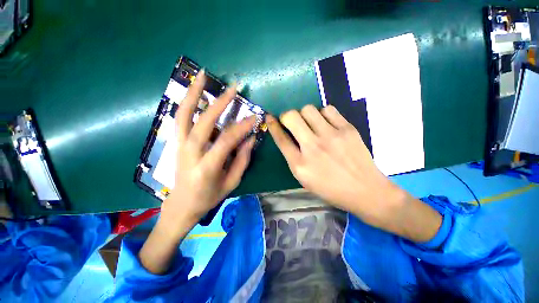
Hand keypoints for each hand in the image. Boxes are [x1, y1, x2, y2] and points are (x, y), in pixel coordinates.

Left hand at [162, 70, 255, 232]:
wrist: (181, 204)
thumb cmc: (209, 196)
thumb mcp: (232, 182)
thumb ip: (242, 159)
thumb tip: (250, 139)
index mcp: (207, 167)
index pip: (227, 141)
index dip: (242, 127)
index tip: (254, 117)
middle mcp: (190, 153)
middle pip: (204, 122)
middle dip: (220, 103)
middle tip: (234, 88)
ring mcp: (179, 145)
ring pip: (184, 114)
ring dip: (194, 93)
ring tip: (204, 76)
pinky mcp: (176, 142)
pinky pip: (180, 118)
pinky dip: (187, 102)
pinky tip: (194, 92)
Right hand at [267, 105, 440, 241]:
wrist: (366, 191)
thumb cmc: (331, 189)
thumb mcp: (305, 179)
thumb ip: (293, 157)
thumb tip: (286, 137)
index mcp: (300, 165)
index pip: (280, 138)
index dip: (272, 125)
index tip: (269, 118)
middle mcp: (313, 147)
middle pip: (291, 117)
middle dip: (287, 116)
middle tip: (292, 122)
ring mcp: (331, 136)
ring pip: (308, 109)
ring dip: (305, 115)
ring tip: (311, 123)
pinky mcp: (347, 129)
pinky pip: (328, 109)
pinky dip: (323, 114)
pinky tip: (326, 124)